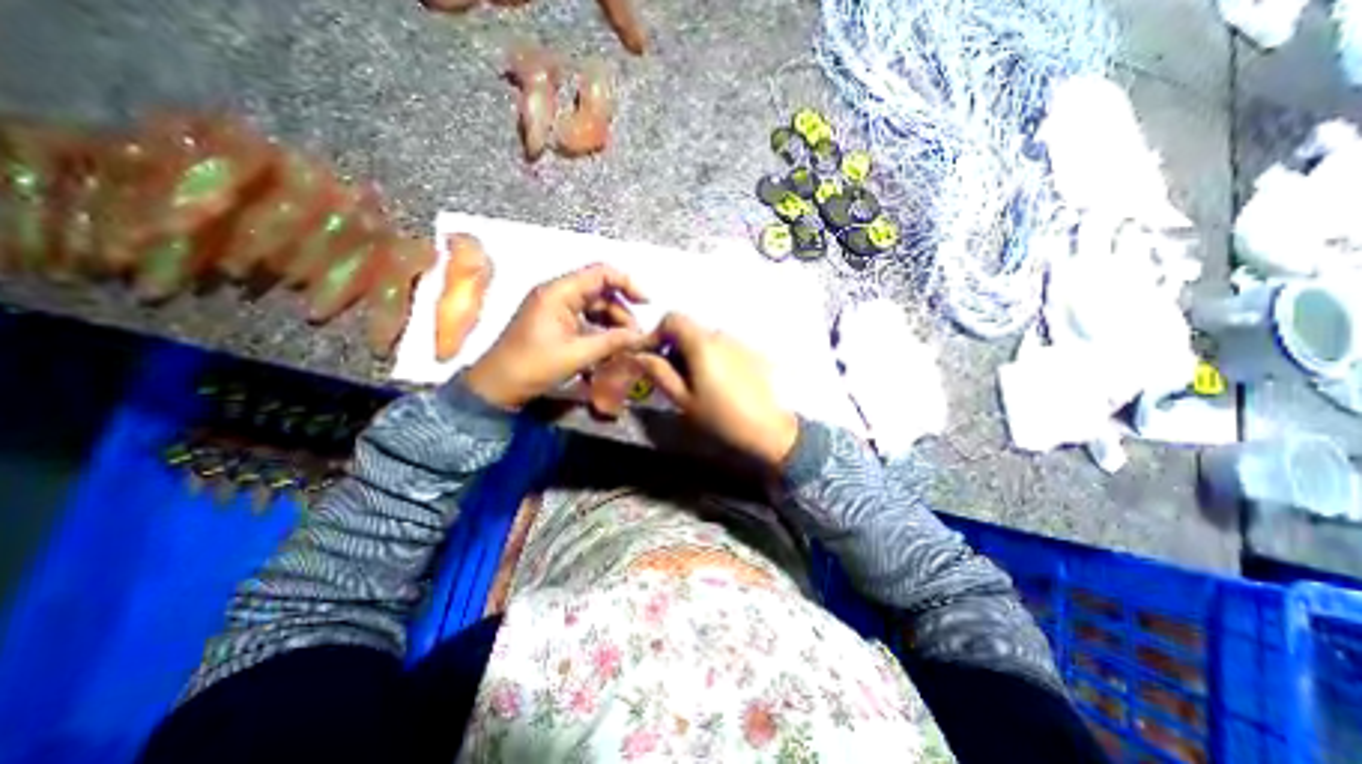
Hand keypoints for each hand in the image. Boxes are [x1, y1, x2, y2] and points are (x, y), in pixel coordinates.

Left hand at [468, 264, 647, 410]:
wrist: (496, 387)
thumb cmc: (534, 366)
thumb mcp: (577, 354)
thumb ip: (612, 342)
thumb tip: (641, 337)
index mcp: (559, 292)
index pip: (601, 273)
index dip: (627, 283)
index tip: (647, 303)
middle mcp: (558, 294)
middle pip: (600, 291)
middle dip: (622, 311)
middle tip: (635, 337)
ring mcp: (555, 308)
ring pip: (595, 307)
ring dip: (613, 323)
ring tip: (625, 346)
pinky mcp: (555, 323)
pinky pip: (585, 320)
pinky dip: (600, 331)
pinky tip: (610, 348)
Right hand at [635, 311, 799, 468]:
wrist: (769, 429)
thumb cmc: (721, 417)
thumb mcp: (683, 399)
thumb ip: (659, 373)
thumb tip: (639, 355)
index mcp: (702, 343)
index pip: (672, 318)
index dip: (655, 333)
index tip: (648, 355)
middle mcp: (721, 334)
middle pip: (689, 328)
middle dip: (673, 345)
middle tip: (669, 373)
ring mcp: (739, 342)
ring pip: (706, 338)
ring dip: (692, 352)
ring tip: (694, 381)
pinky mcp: (752, 352)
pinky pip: (723, 346)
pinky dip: (711, 356)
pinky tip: (716, 381)